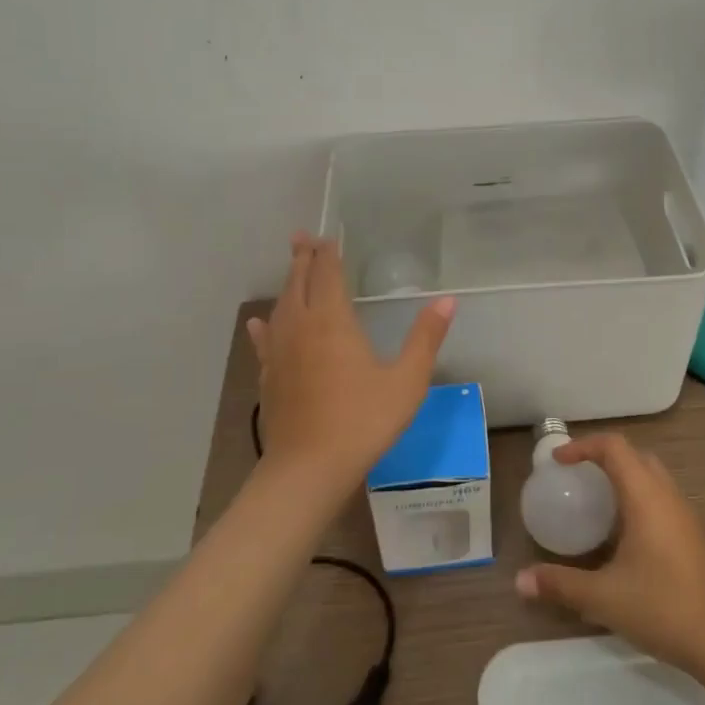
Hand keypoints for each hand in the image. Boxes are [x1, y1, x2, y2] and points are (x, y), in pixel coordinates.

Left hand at [247, 233, 454, 492]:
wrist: (309, 468)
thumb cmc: (363, 421)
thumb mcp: (406, 380)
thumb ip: (426, 338)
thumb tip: (447, 301)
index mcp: (333, 321)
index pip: (327, 275)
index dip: (328, 254)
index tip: (328, 236)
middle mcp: (301, 327)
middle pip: (298, 283)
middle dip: (302, 258)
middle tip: (302, 237)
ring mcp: (280, 352)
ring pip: (280, 306)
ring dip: (287, 284)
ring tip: (291, 270)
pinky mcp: (269, 377)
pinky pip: (265, 340)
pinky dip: (264, 325)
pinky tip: (258, 323)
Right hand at [515, 434, 704, 675]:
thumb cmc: (662, 608)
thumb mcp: (603, 597)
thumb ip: (560, 584)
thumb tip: (519, 580)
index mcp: (645, 497)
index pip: (615, 447)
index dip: (583, 446)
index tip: (559, 462)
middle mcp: (667, 495)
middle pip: (634, 456)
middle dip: (602, 457)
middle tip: (575, 476)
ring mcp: (684, 514)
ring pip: (651, 475)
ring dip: (622, 476)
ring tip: (594, 501)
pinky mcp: (692, 534)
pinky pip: (660, 497)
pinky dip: (636, 496)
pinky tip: (621, 533)